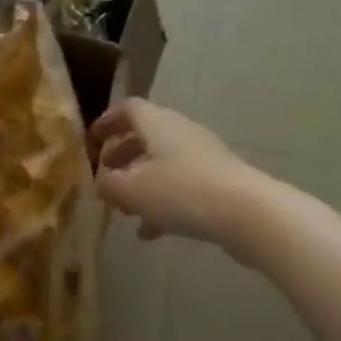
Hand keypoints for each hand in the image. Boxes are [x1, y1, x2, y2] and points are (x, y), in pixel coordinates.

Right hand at [91, 100, 266, 249]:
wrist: (245, 212)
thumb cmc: (180, 192)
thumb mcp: (132, 191)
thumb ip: (109, 185)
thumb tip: (102, 183)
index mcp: (158, 124)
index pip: (130, 109)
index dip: (109, 121)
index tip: (94, 138)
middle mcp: (181, 133)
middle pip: (148, 136)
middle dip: (124, 155)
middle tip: (107, 174)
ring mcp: (203, 157)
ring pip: (164, 164)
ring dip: (142, 182)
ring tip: (125, 209)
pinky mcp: (218, 181)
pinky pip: (182, 186)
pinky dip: (163, 202)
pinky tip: (151, 232)